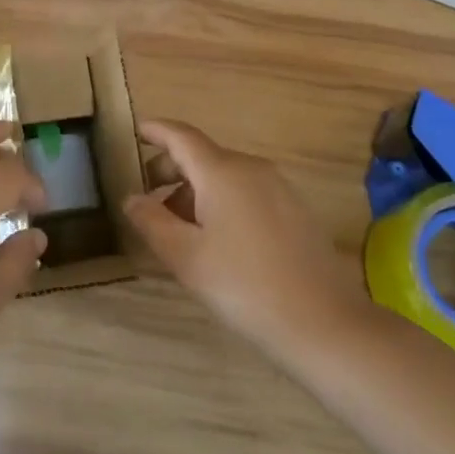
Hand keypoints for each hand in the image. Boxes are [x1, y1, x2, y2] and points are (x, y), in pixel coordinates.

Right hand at [125, 120, 368, 359]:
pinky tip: (216, 240)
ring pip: (225, 176)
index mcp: (222, 171)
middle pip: (202, 155)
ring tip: (178, 229)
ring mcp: (278, 187)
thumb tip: (132, 198)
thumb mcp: (185, 257)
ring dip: (195, 191)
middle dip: (170, 170)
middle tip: (147, 200)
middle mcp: (252, 168)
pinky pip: (247, 192)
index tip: (134, 131)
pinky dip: (221, 202)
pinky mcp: (295, 209)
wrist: (323, 322)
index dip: (156, 131)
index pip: (181, 136)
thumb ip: (152, 221)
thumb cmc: (244, 285)